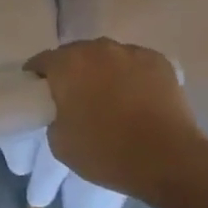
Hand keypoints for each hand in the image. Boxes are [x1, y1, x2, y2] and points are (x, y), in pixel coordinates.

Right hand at [25, 40, 207, 205]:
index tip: (39, 92)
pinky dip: (131, 75)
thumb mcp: (60, 143)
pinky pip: (135, 63)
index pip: (42, 61)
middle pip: (76, 54)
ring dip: (103, 71)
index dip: (37, 76)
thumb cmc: (107, 153)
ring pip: (108, 56)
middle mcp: (97, 48)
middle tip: (76, 98)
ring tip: (111, 98)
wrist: (169, 159)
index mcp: (68, 65)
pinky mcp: (159, 60)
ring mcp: (131, 51)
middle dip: (72, 72)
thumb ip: (54, 116)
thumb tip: (63, 109)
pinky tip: (138, 98)